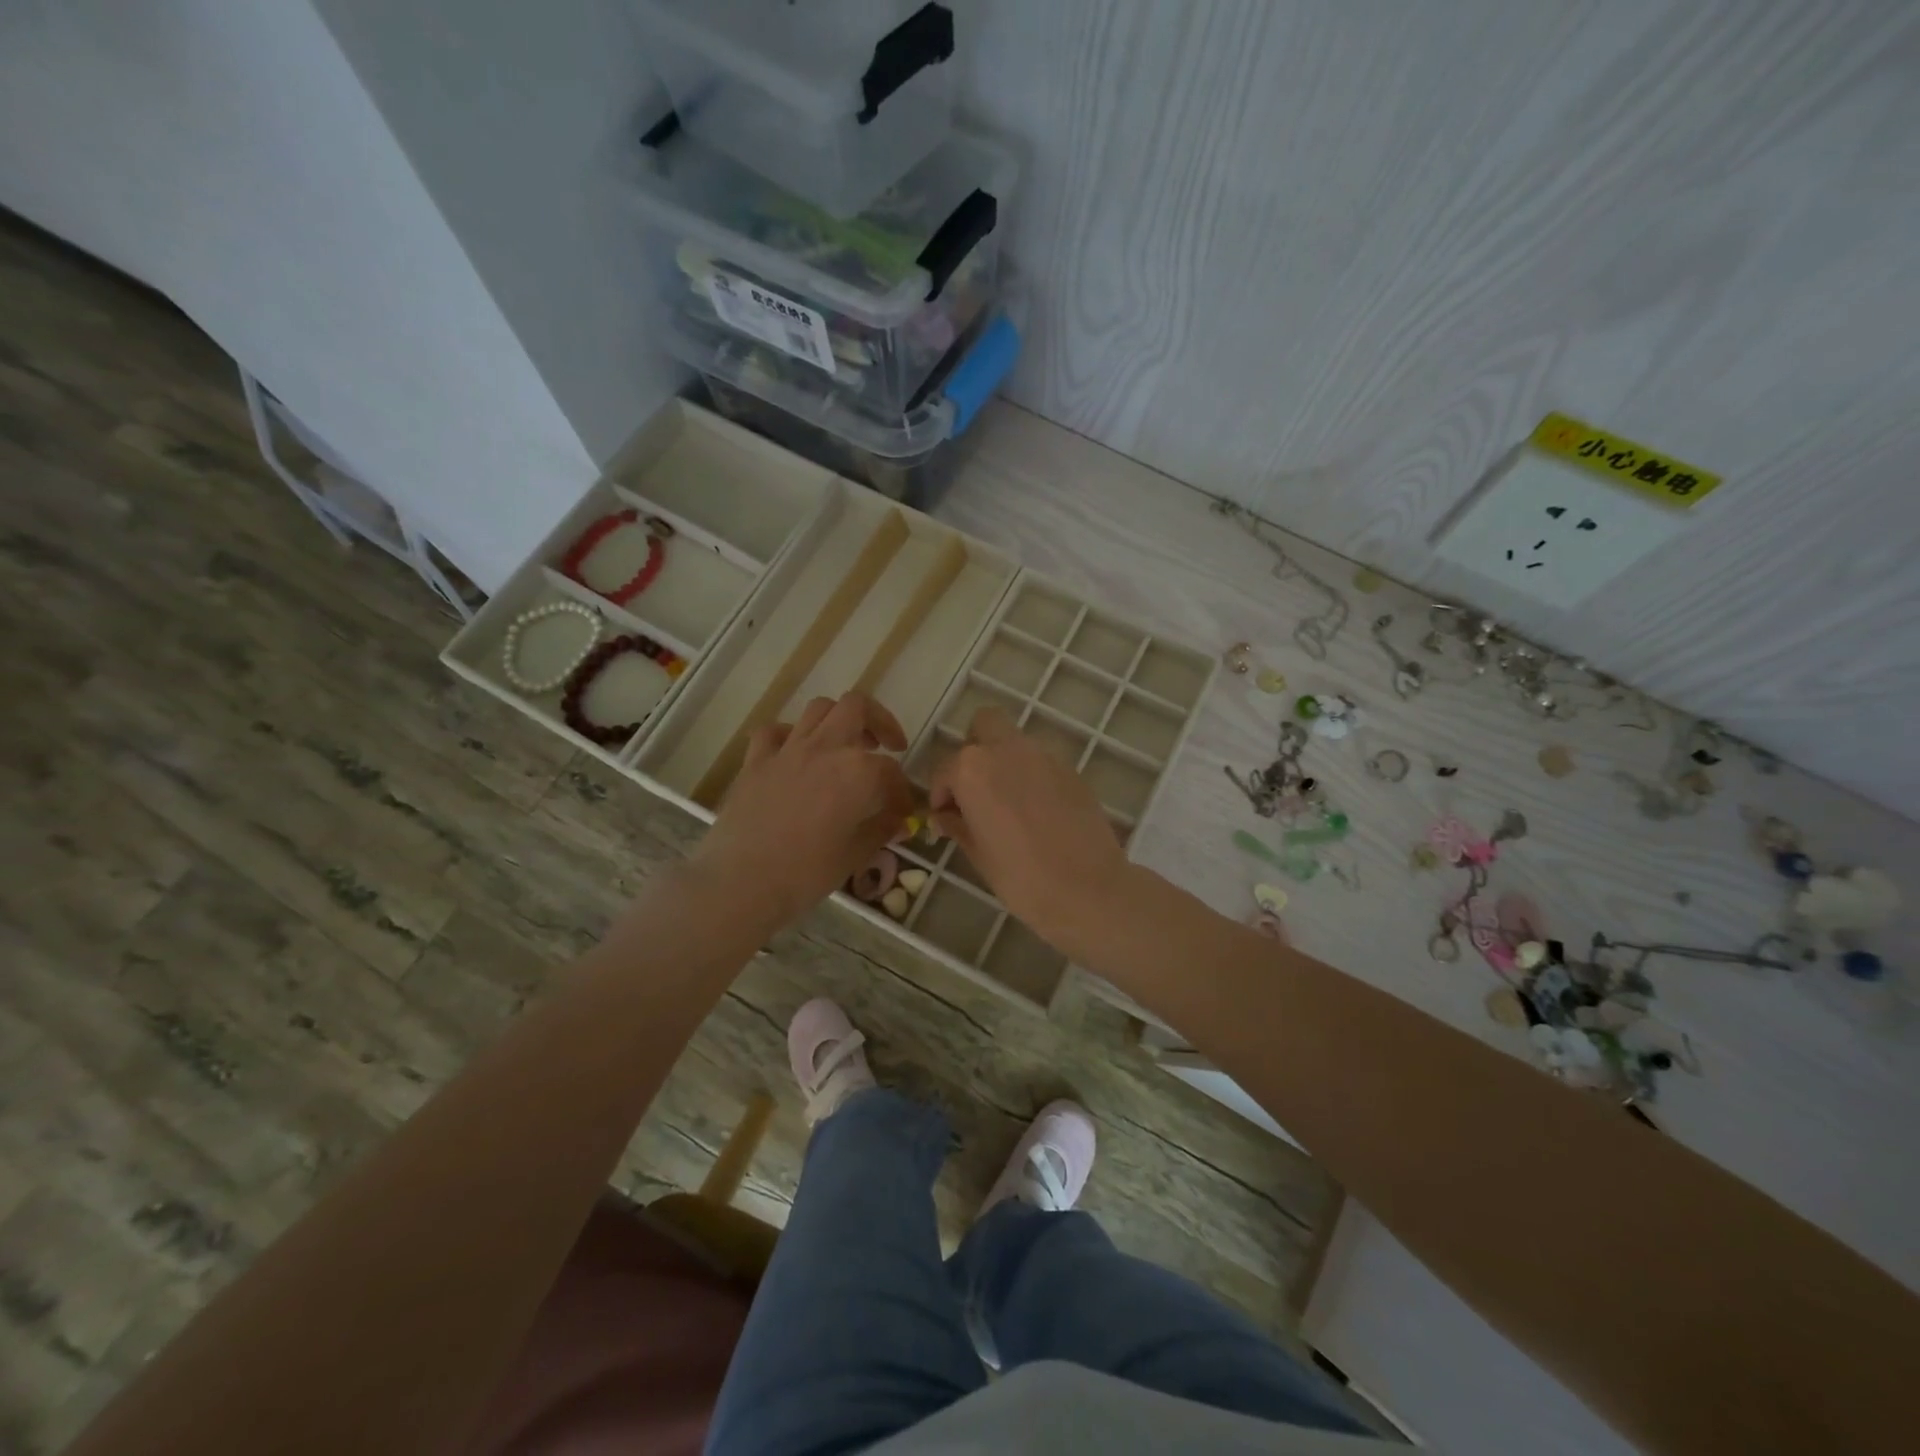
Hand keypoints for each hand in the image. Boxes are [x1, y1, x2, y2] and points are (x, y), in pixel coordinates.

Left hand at [694, 693, 915, 931]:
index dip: (902, 791)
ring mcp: (787, 750)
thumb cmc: (806, 874)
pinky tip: (795, 754)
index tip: (903, 811)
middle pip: (857, 708)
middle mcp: (825, 748)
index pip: (891, 771)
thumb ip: (881, 829)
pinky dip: (789, 735)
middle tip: (887, 745)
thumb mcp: (855, 855)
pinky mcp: (756, 761)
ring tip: (846, 744)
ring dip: (839, 720)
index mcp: (857, 772)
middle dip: (879, 722)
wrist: (740, 883)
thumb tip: (898, 821)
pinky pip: (774, 732)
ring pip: (819, 709)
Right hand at [927, 706, 1131, 956]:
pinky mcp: (1071, 770)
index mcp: (973, 769)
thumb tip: (945, 817)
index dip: (941, 794)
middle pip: (984, 724)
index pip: (945, 769)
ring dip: (1005, 761)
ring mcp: (1044, 756)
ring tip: (1007, 803)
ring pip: (1015, 742)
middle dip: (974, 748)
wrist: (1088, 888)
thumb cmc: (1021, 877)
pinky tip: (1037, 812)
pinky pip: (1041, 762)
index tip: (945, 818)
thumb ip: (957, 825)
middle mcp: (1007, 749)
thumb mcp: (978, 854)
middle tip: (975, 788)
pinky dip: (1032, 776)